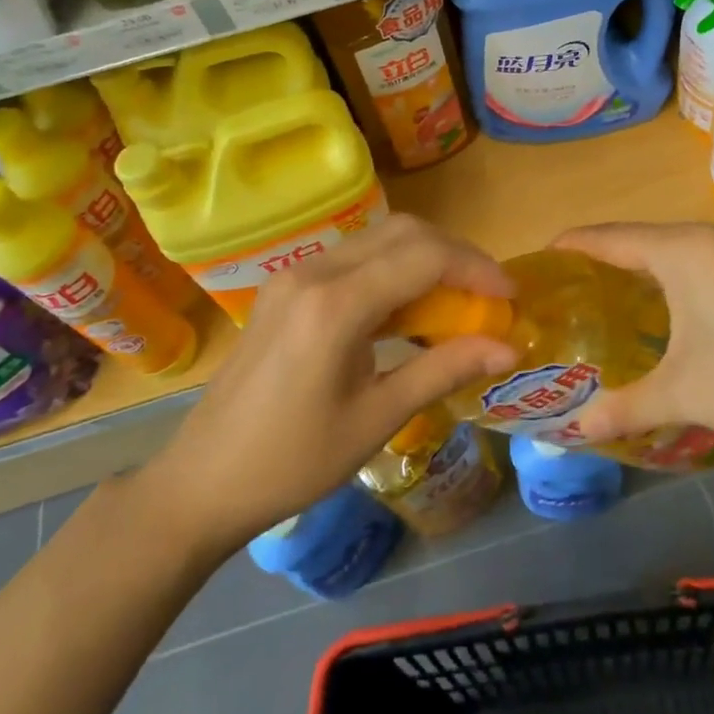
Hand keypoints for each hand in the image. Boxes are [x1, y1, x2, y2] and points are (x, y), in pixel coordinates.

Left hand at [145, 215, 517, 548]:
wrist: (202, 481)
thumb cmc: (293, 462)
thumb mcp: (377, 419)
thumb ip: (444, 370)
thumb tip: (509, 347)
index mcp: (335, 305)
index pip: (425, 256)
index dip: (477, 268)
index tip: (511, 296)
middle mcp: (314, 272)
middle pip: (404, 231)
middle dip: (457, 254)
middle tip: (489, 293)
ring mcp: (295, 275)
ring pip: (379, 238)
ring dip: (427, 258)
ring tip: (460, 300)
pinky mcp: (287, 287)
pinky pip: (355, 258)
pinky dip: (395, 270)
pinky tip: (410, 308)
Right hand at [551, 222, 713, 450]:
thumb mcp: (685, 394)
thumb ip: (623, 407)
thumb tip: (573, 431)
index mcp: (681, 251)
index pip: (606, 237)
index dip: (567, 248)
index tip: (531, 267)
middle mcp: (704, 240)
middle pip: (632, 240)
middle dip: (592, 264)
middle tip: (554, 298)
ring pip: (662, 253)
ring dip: (627, 274)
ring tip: (589, 308)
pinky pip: (687, 266)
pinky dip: (658, 283)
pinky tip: (645, 318)